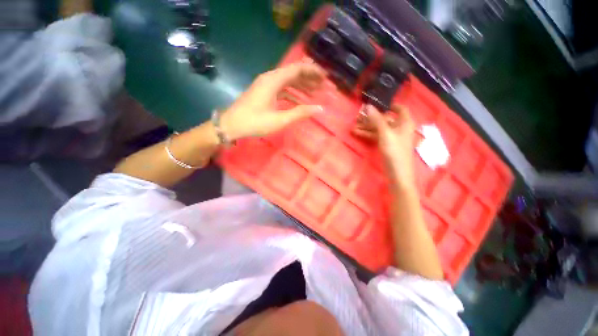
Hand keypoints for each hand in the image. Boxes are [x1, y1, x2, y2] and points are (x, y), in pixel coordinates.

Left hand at [220, 63, 324, 139]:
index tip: (325, 77)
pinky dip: (293, 93)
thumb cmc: (255, 122)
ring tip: (315, 93)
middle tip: (323, 86)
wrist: (232, 125)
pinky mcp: (264, 92)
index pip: (297, 68)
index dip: (313, 71)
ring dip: (302, 86)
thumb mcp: (280, 120)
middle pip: (293, 72)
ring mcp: (266, 85)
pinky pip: (282, 88)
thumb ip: (300, 113)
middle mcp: (270, 78)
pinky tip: (300, 101)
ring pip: (288, 81)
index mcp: (273, 80)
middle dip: (310, 78)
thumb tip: (319, 109)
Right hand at [352, 104, 416, 186]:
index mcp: (404, 123)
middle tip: (358, 117)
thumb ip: (376, 119)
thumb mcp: (385, 134)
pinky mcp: (387, 146)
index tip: (378, 104)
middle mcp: (400, 129)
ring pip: (379, 129)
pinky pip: (377, 137)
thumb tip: (367, 106)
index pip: (400, 109)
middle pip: (385, 120)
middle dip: (371, 118)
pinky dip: (368, 135)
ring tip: (353, 127)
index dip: (390, 105)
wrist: (397, 174)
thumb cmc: (394, 152)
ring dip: (367, 128)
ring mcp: (393, 138)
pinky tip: (357, 134)